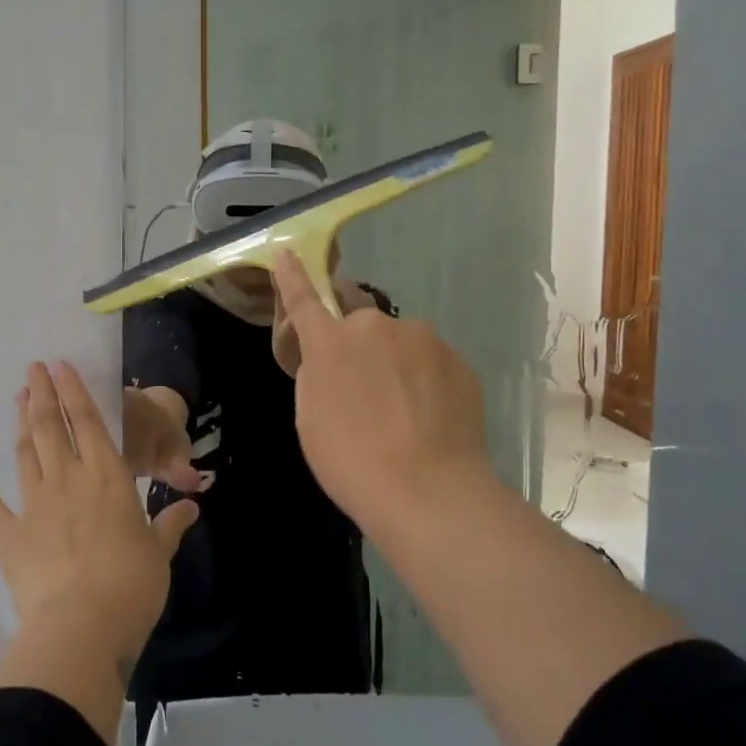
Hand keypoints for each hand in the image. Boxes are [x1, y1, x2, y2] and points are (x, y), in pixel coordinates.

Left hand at [0, 363, 200, 670]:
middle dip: (41, 395)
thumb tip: (192, 505)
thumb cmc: (131, 584)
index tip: (59, 365)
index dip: (73, 390)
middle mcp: (68, 479)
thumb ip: (170, 524)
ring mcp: (34, 505)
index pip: (88, 421)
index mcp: (107, 476)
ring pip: (25, 455)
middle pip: (51, 427)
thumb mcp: (159, 552)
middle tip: (31, 369)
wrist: (80, 626)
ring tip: (17, 401)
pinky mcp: (10, 537)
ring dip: (21, 427)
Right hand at [269, 251, 490, 529]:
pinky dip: (425, 381)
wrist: (429, 492)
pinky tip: (429, 418)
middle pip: (361, 325)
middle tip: (364, 393)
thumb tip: (333, 357)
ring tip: (403, 413)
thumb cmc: (352, 461)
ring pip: (401, 343)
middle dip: (359, 346)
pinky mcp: (458, 360)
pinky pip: (431, 362)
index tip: (287, 254)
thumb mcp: (311, 418)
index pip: (304, 300)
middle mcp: (376, 327)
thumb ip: (317, 374)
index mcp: (331, 343)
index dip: (292, 277)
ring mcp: (423, 340)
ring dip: (396, 363)